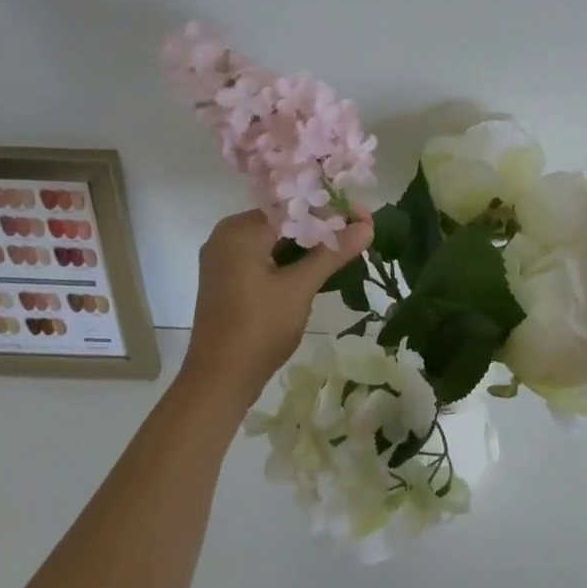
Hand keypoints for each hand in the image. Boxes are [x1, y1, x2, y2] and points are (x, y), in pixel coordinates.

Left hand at [185, 210, 372, 403]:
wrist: (219, 381)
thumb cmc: (258, 328)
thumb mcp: (299, 287)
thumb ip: (332, 253)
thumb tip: (368, 226)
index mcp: (239, 230)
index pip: (293, 206)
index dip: (332, 210)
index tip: (365, 217)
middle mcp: (228, 237)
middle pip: (285, 222)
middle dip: (324, 228)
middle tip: (361, 233)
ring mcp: (226, 261)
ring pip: (277, 242)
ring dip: (311, 246)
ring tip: (348, 249)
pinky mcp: (230, 282)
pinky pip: (267, 260)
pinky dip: (293, 262)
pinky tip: (322, 268)